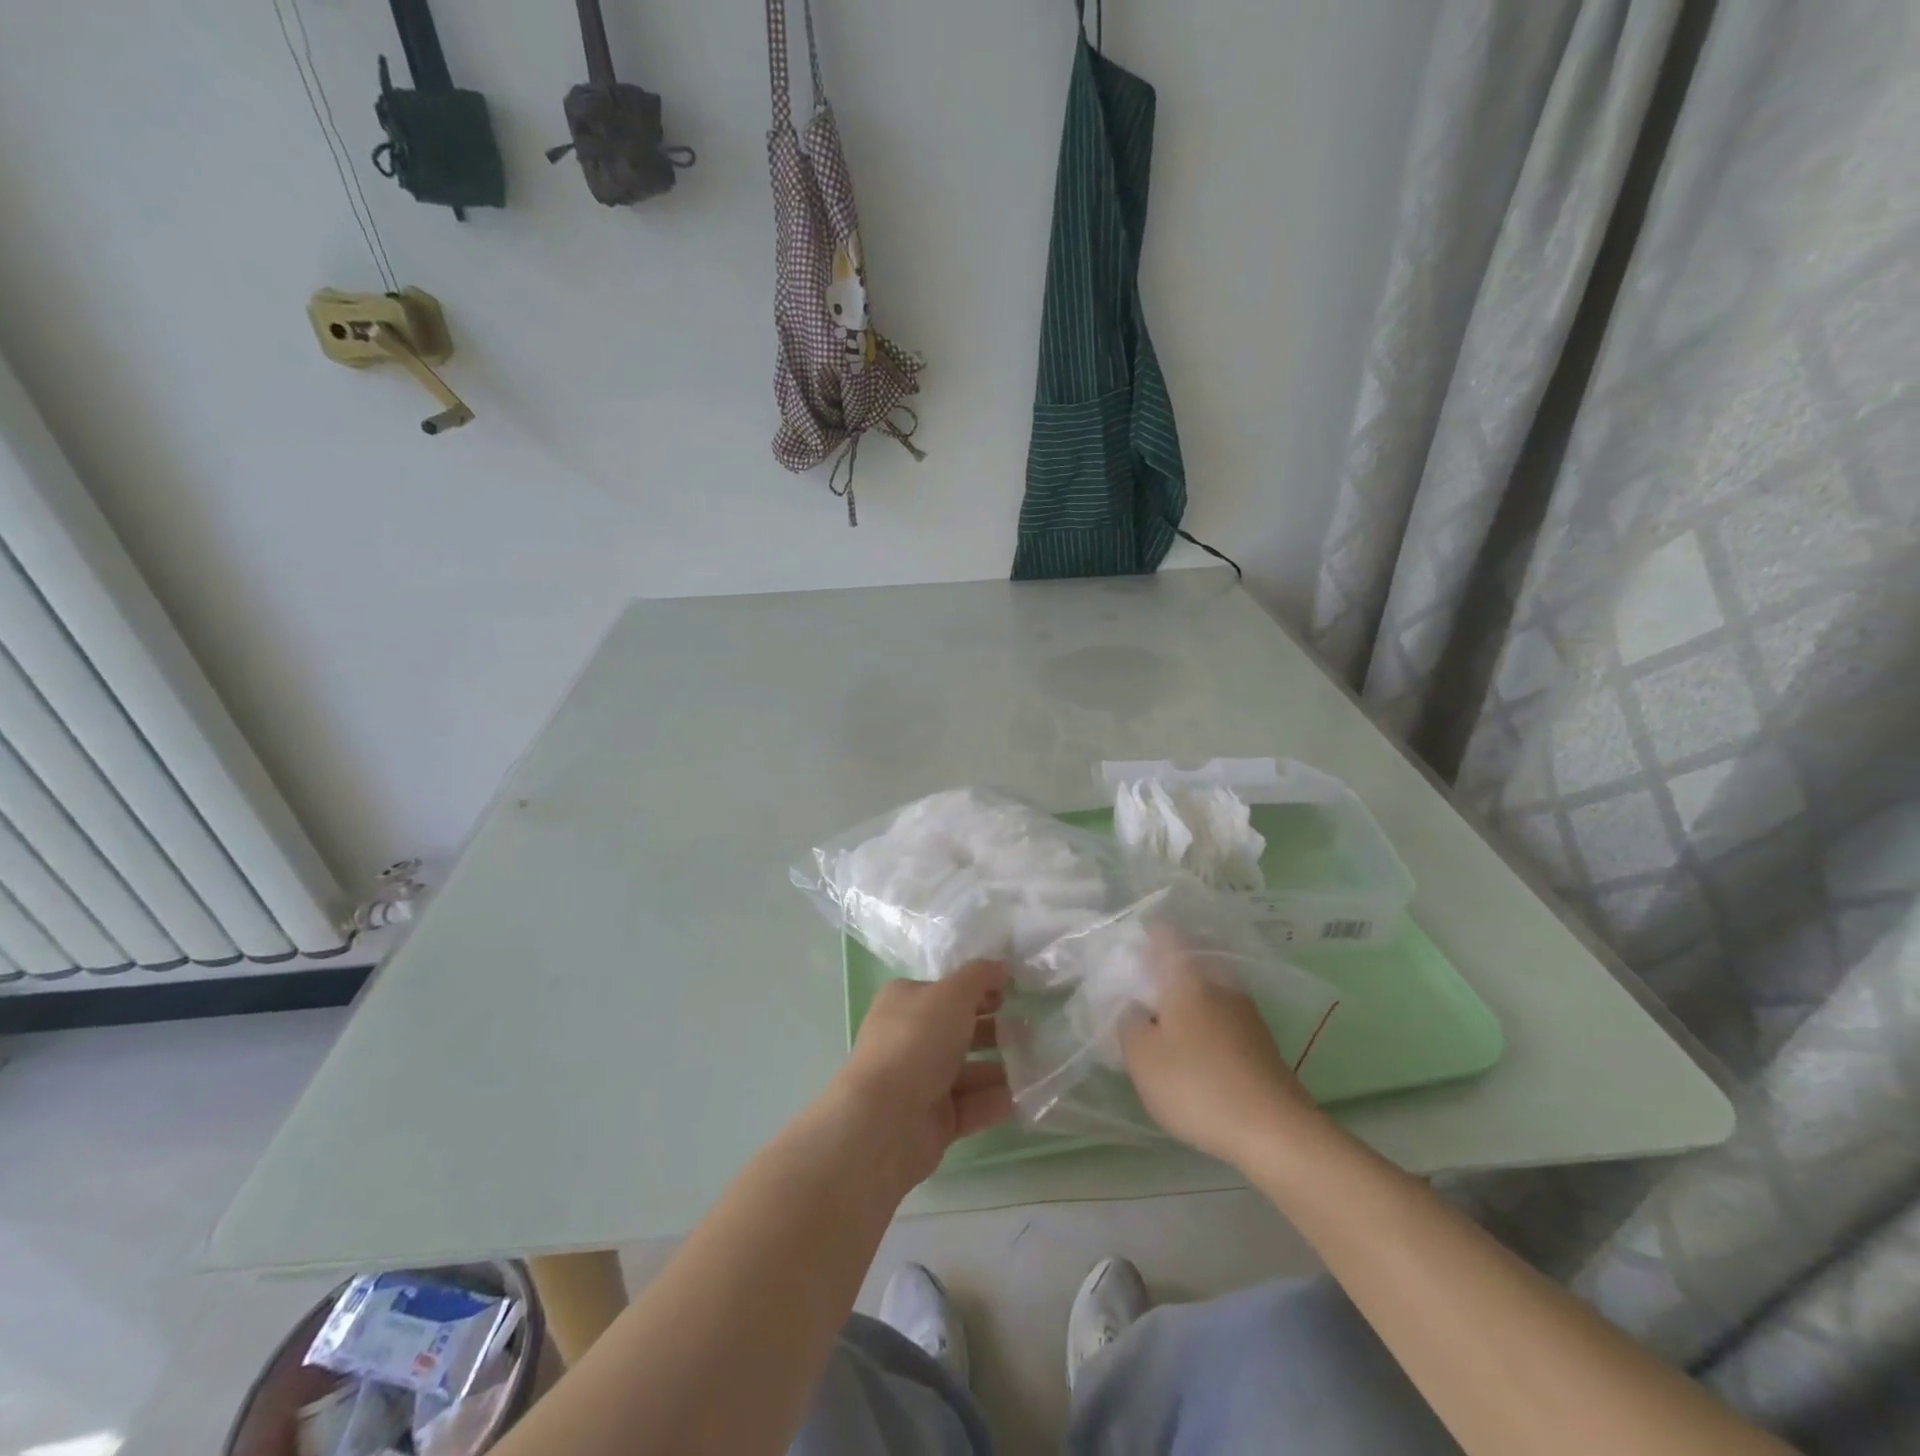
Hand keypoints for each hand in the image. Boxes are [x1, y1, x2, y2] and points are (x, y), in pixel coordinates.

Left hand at [830, 959, 1014, 1188]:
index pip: (945, 990)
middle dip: (994, 1029)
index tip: (1012, 991)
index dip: (977, 989)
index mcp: (904, 1002)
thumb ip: (979, 976)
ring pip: (968, 1070)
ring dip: (1001, 1067)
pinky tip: (1026, 1096)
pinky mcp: (935, 1120)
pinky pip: (972, 1105)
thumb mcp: (951, 994)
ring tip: (1037, 1064)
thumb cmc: (916, 1041)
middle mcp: (909, 1039)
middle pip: (958, 1030)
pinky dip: (996, 1100)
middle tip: (1030, 1029)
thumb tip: (1001, 965)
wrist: (885, 1120)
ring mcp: (921, 1082)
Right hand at [1121, 931, 1318, 1167]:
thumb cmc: (1197, 1084)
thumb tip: (1135, 1007)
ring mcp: (1246, 1011)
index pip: (1166, 934)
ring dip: (1187, 998)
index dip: (1146, 934)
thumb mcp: (1141, 1057)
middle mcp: (1220, 982)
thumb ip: (1128, 1022)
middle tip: (1142, 989)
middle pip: (1190, 960)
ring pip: (1208, 989)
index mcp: (1188, 975)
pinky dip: (1206, 1022)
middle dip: (1166, 969)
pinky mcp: (1261, 1041)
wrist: (1275, 1130)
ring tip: (1165, 1022)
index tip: (1130, 949)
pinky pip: (1223, 1016)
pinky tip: (1195, 1049)